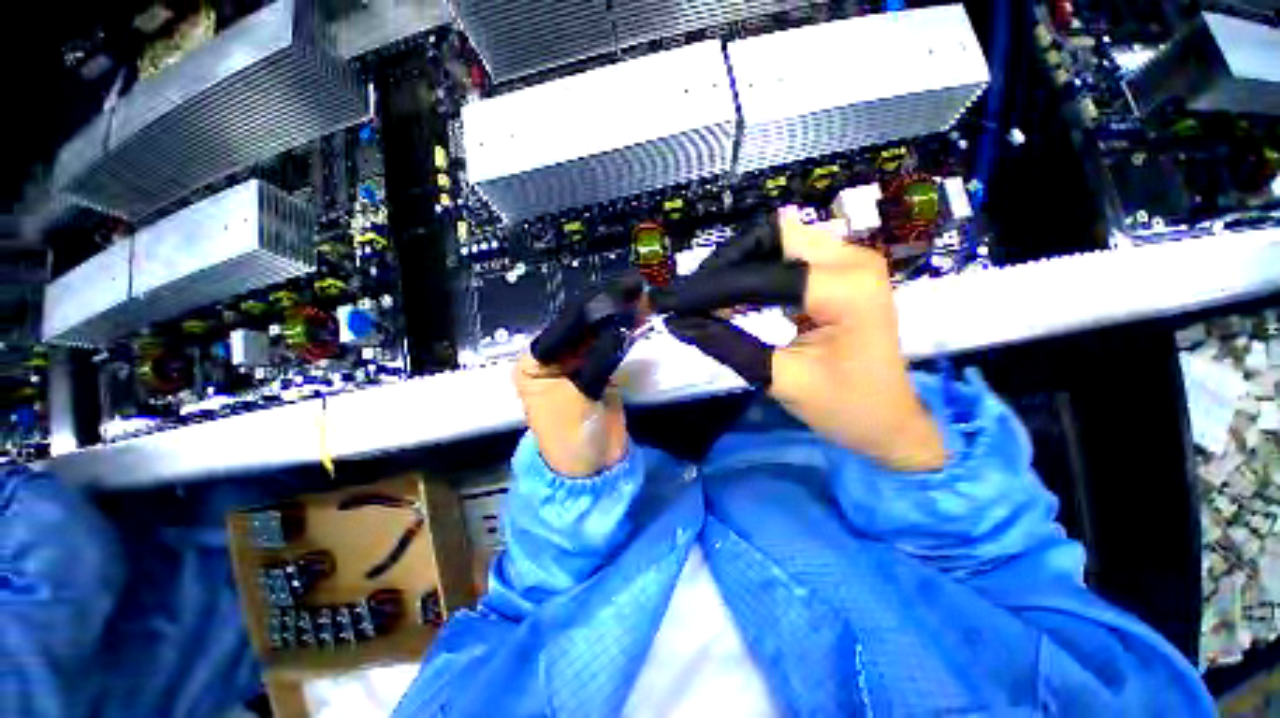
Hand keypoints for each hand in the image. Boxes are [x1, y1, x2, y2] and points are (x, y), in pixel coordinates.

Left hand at [514, 275, 643, 476]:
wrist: (592, 467)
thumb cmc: (571, 437)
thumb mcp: (578, 397)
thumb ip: (597, 360)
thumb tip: (619, 328)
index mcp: (535, 361)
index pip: (566, 327)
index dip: (593, 309)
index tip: (619, 292)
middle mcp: (553, 357)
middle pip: (583, 326)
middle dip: (609, 308)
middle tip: (635, 288)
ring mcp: (576, 362)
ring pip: (599, 333)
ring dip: (620, 317)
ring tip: (641, 297)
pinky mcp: (597, 370)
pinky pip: (611, 346)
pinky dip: (625, 333)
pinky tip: (638, 318)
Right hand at [651, 208, 945, 471]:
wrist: (891, 420)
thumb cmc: (846, 408)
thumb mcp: (782, 380)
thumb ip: (728, 346)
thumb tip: (678, 323)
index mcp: (846, 288)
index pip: (760, 275)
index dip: (710, 288)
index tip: (673, 303)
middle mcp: (852, 259)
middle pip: (770, 237)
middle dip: (725, 265)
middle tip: (692, 298)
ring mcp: (850, 260)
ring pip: (776, 241)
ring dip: (737, 266)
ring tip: (706, 298)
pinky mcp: (840, 270)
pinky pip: (786, 256)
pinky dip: (754, 272)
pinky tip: (733, 297)